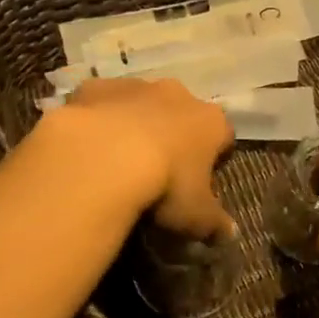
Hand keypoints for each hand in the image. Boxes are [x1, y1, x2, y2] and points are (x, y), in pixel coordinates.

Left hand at [53, 77, 236, 239]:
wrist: (103, 156)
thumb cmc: (165, 185)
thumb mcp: (196, 217)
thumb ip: (215, 223)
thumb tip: (230, 232)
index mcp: (210, 121)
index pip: (223, 136)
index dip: (214, 158)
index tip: (201, 181)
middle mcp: (177, 94)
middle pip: (181, 113)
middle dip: (173, 135)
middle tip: (159, 170)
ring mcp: (134, 85)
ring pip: (139, 102)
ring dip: (134, 123)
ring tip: (118, 159)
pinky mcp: (96, 86)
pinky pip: (101, 102)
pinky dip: (98, 118)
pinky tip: (88, 145)